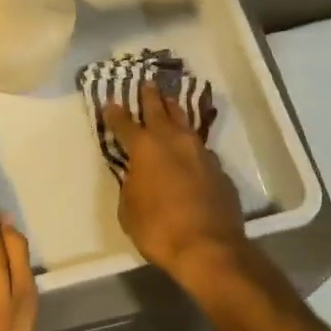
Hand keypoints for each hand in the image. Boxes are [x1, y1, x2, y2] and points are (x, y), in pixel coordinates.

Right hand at [102, 85, 247, 280]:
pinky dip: (192, 144)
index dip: (115, 113)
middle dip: (150, 96)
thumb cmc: (158, 229)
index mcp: (145, 149)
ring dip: (175, 111)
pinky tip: (191, 148)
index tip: (110, 102)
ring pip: (185, 123)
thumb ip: (131, 184)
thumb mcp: (129, 209)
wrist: (208, 247)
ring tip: (170, 102)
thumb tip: (138, 175)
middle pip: (160, 110)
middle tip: (147, 83)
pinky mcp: (219, 169)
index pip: (124, 124)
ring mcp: (200, 152)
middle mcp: (173, 141)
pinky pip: (201, 148)